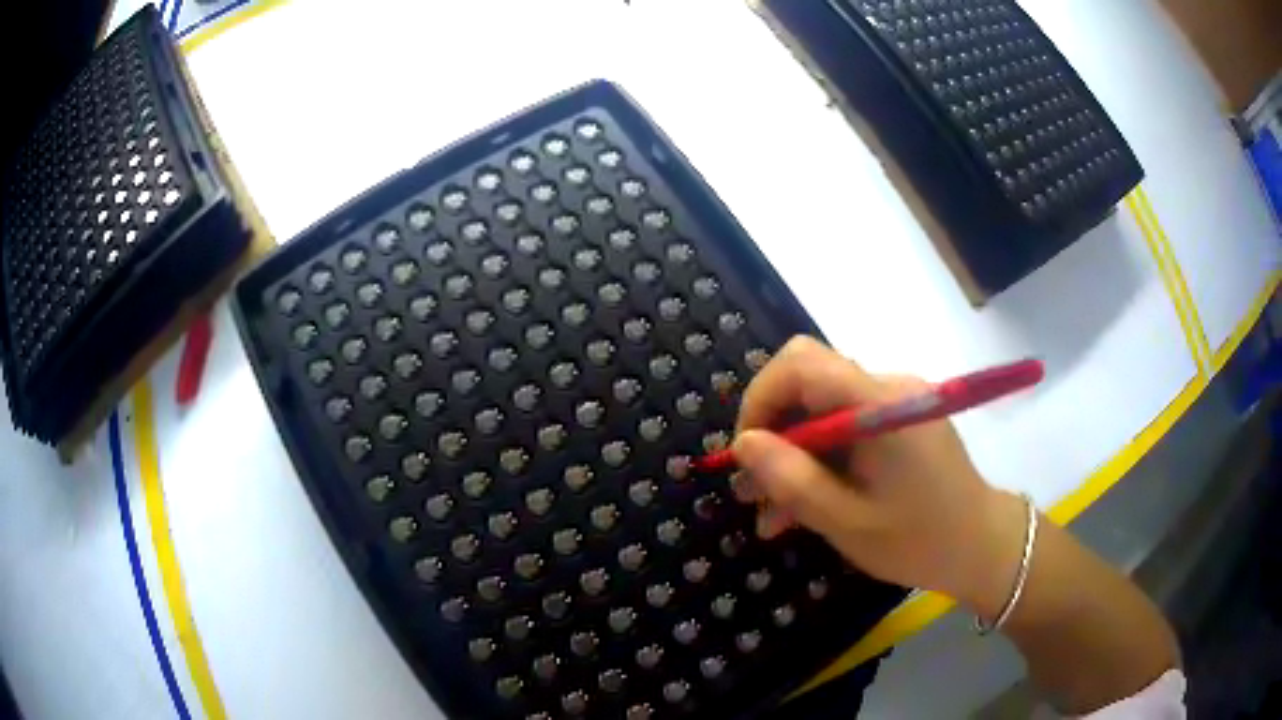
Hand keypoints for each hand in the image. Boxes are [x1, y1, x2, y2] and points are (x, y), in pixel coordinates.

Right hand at [731, 336, 1025, 611]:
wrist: (983, 546)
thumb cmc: (919, 539)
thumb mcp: (847, 522)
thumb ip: (793, 480)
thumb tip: (743, 444)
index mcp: (879, 403)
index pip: (801, 362)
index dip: (761, 398)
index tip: (747, 454)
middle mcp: (887, 387)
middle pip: (808, 385)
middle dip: (772, 435)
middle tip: (753, 494)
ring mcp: (896, 402)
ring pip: (822, 411)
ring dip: (793, 457)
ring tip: (774, 515)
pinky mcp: (901, 420)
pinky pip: (846, 427)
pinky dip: (821, 461)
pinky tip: (809, 505)